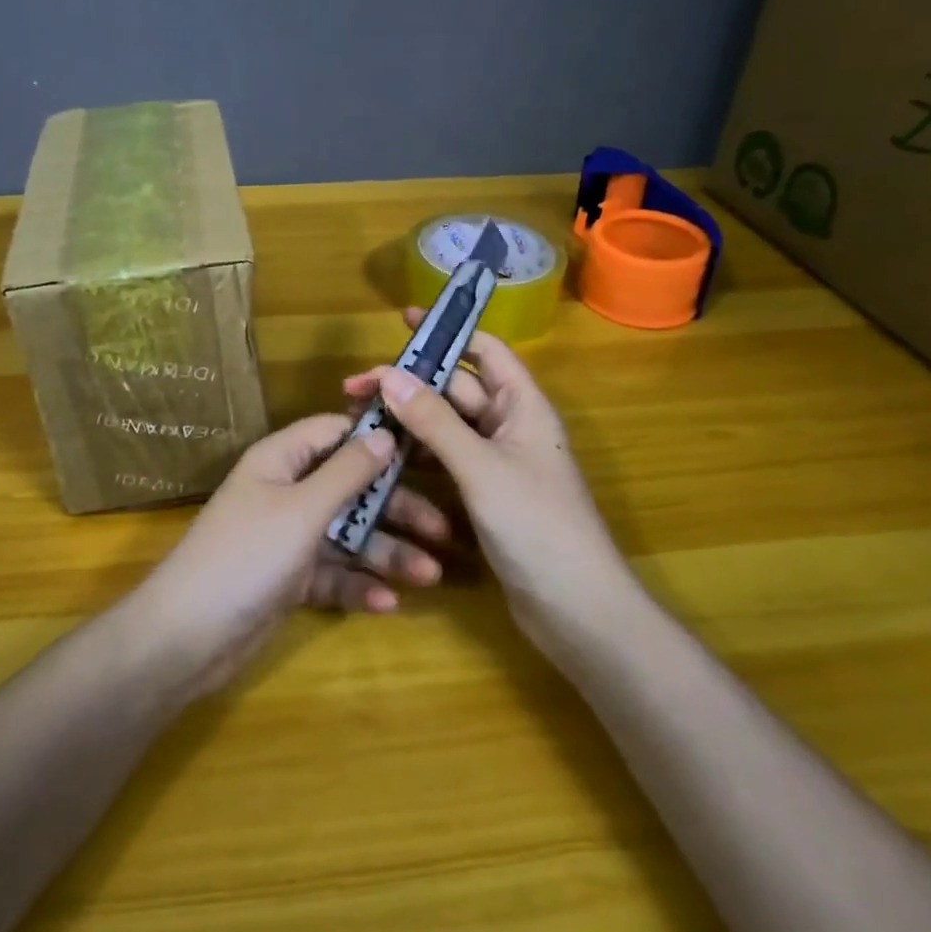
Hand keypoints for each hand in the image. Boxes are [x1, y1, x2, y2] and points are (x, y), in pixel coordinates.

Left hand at [133, 414, 457, 695]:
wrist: (187, 638)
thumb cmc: (247, 556)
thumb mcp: (303, 509)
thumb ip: (347, 472)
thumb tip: (385, 433)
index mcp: (281, 460)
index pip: (335, 433)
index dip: (376, 437)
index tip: (426, 449)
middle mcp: (286, 492)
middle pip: (351, 488)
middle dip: (395, 508)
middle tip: (443, 529)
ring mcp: (288, 537)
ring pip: (348, 535)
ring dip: (386, 553)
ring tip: (429, 575)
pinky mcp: (289, 579)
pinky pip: (333, 574)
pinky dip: (357, 586)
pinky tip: (387, 604)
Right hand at [343, 312, 630, 653]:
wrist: (576, 610)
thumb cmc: (537, 526)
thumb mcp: (481, 468)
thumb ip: (433, 421)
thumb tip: (389, 374)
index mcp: (522, 406)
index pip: (484, 350)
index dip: (447, 332)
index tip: (403, 322)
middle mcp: (509, 426)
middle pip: (455, 389)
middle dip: (409, 384)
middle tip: (354, 390)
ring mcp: (496, 462)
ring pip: (445, 427)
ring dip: (408, 420)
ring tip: (359, 421)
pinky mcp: (484, 495)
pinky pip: (445, 461)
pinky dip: (416, 455)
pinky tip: (382, 459)